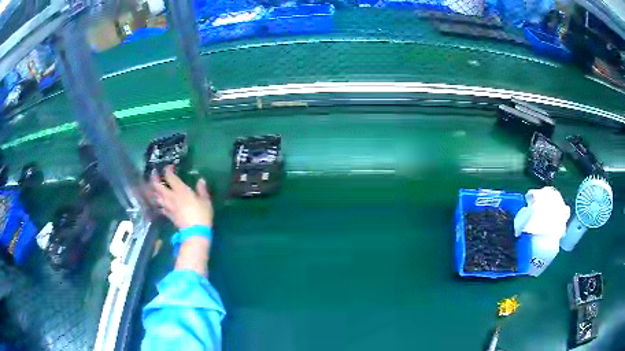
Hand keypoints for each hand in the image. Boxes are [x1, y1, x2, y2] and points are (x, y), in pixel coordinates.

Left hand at [152, 165, 212, 228]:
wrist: (195, 232)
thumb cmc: (201, 214)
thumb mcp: (205, 200)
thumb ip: (202, 189)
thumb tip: (201, 180)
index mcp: (180, 190)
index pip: (170, 176)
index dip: (168, 169)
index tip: (170, 166)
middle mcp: (171, 196)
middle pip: (157, 186)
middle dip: (154, 178)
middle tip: (154, 173)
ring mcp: (168, 206)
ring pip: (157, 196)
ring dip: (155, 190)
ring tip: (156, 187)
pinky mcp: (168, 215)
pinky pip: (161, 207)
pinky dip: (160, 203)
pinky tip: (161, 202)